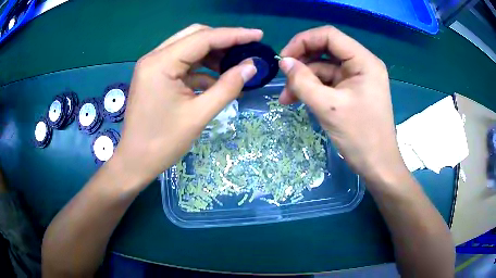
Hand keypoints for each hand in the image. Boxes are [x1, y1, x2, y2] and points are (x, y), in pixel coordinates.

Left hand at [112, 24, 260, 187]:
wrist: (136, 161)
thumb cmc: (163, 143)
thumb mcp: (199, 115)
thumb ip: (228, 87)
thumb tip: (251, 67)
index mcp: (161, 63)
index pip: (203, 38)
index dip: (234, 35)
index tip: (258, 35)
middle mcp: (154, 57)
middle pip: (194, 36)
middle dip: (223, 40)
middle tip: (247, 49)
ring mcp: (153, 66)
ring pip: (189, 48)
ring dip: (213, 54)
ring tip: (235, 65)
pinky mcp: (155, 76)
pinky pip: (182, 63)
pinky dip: (201, 68)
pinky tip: (217, 80)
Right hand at [278, 26, 406, 184]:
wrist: (377, 165)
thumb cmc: (360, 136)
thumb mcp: (328, 107)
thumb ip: (303, 82)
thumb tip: (284, 63)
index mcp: (364, 61)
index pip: (329, 36)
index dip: (303, 41)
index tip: (284, 59)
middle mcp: (361, 64)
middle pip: (326, 50)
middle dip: (302, 63)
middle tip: (283, 79)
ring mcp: (357, 78)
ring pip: (324, 68)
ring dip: (304, 79)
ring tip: (286, 98)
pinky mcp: (352, 91)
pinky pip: (328, 82)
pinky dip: (312, 89)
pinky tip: (297, 100)